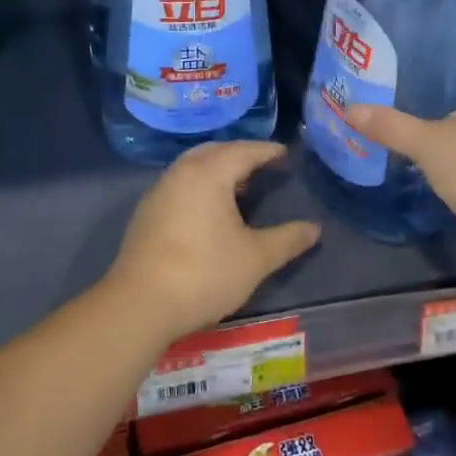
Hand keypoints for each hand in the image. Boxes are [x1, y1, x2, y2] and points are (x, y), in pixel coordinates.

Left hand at [108, 142, 320, 340]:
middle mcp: (181, 172)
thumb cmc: (204, 273)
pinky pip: (181, 184)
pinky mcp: (147, 212)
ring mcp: (159, 191)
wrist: (140, 304)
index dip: (268, 151)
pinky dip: (201, 185)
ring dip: (218, 169)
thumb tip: (314, 228)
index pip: (244, 151)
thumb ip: (287, 239)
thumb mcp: (256, 258)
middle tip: (264, 166)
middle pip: (216, 151)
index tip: (286, 155)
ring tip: (241, 187)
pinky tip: (210, 211)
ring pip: (194, 166)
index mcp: (209, 173)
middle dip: (241, 155)